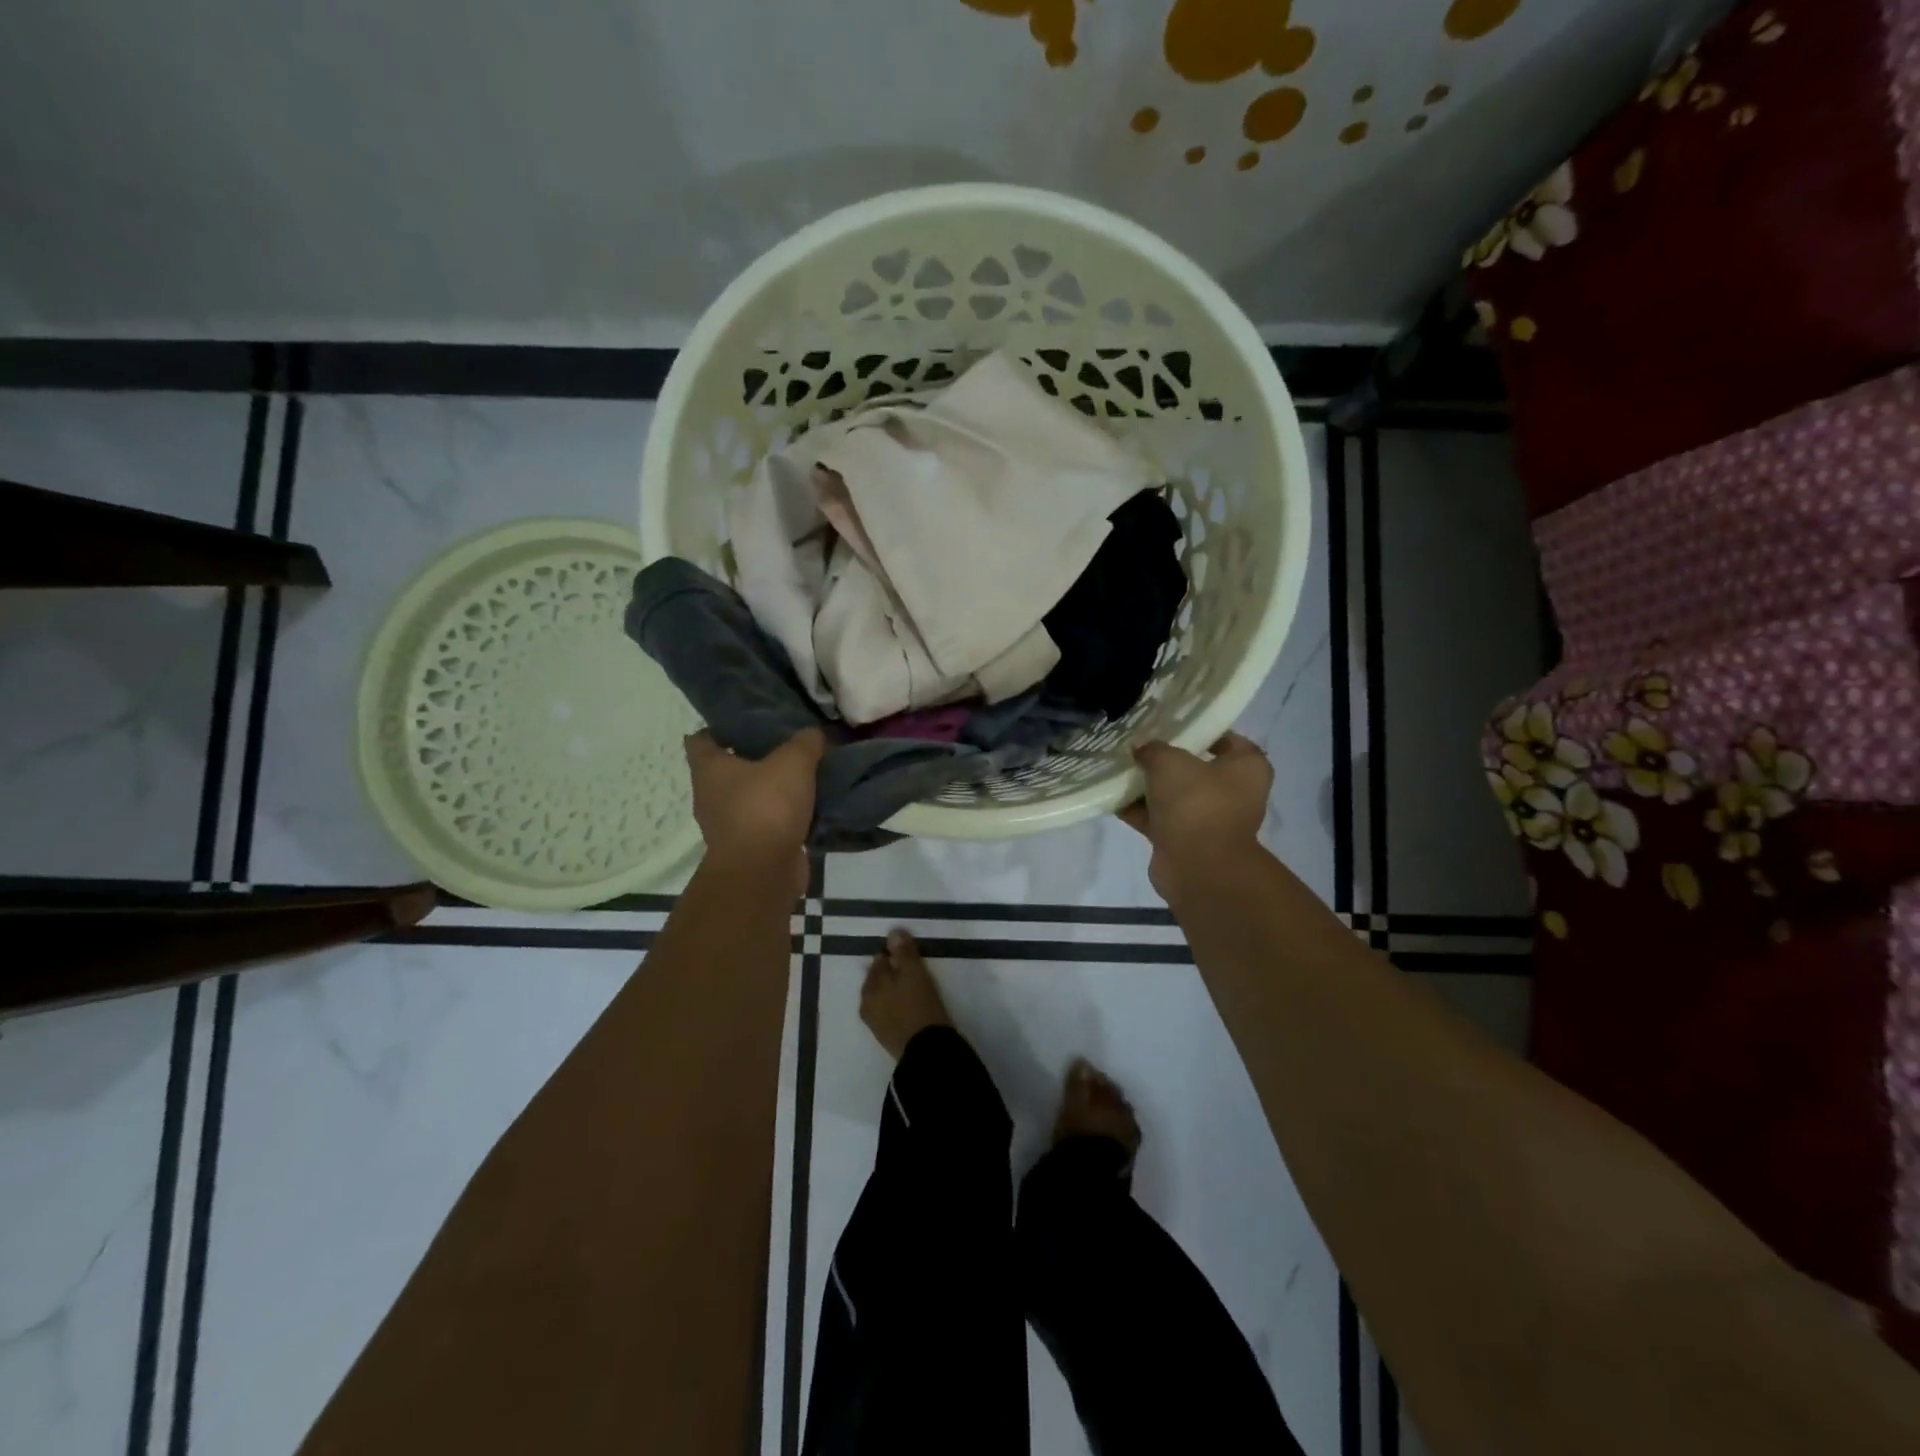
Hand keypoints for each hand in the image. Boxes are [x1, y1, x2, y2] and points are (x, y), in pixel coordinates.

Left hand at [686, 729, 823, 893]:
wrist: (763, 872)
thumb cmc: (766, 807)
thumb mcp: (793, 762)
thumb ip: (805, 742)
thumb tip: (814, 733)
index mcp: (709, 768)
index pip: (701, 738)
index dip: (721, 726)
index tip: (749, 719)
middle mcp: (710, 795)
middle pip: (728, 768)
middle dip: (754, 756)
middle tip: (786, 742)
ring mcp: (727, 824)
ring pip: (749, 796)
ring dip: (771, 787)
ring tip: (802, 773)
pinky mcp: (748, 846)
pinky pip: (766, 821)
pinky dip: (783, 814)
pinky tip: (809, 804)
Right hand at [1118, 733, 1271, 900]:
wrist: (1198, 867)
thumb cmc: (1196, 803)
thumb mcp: (1170, 762)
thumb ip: (1153, 750)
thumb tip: (1142, 749)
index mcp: (1247, 767)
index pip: (1228, 739)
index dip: (1200, 730)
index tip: (1171, 725)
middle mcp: (1234, 793)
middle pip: (1197, 768)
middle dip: (1167, 760)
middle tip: (1139, 746)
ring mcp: (1210, 819)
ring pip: (1175, 795)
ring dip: (1150, 787)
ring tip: (1120, 769)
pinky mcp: (1186, 841)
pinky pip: (1159, 819)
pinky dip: (1139, 811)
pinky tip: (1113, 798)